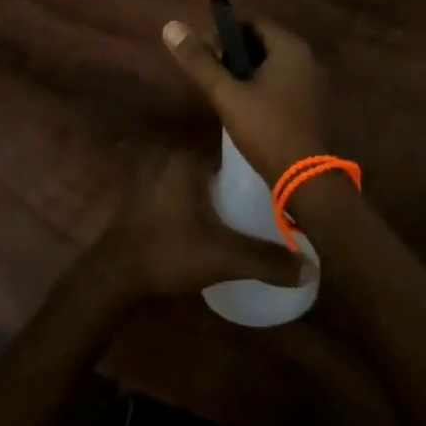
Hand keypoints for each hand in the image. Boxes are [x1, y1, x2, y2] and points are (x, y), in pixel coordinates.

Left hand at [90, 152, 306, 298]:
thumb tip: (311, 268)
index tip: (283, 179)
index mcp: (189, 158)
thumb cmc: (168, 254)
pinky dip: (204, 199)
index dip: (259, 162)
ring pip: (202, 177)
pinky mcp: (148, 192)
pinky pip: (186, 188)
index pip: (234, 148)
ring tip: (253, 210)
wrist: (114, 277)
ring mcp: (156, 173)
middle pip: (219, 163)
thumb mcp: (223, 258)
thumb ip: (266, 260)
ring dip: (223, 191)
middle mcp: (172, 156)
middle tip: (273, 199)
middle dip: (243, 179)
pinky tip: (220, 220)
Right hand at [161, 14, 329, 185]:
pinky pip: (285, 81)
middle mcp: (308, 58)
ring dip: (249, 70)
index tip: (204, 51)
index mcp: (290, 47)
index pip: (253, 22)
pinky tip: (248, 105)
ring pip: (274, 64)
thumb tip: (171, 27)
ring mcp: (314, 82)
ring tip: (224, 89)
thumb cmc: (266, 129)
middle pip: (264, 42)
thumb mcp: (227, 95)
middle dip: (235, 52)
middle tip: (211, 71)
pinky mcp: (314, 104)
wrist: (306, 179)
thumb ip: (200, 62)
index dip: (225, 32)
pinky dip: (265, 85)